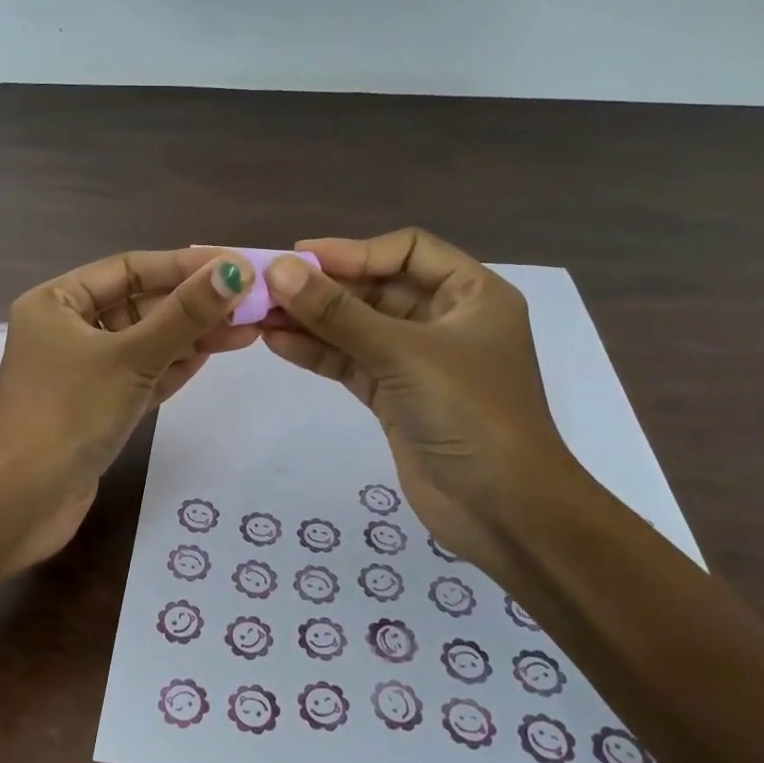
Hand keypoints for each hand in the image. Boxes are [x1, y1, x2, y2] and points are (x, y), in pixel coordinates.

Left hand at [0, 247, 257, 565]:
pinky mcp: (96, 406)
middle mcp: (65, 329)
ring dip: (190, 336)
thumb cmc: (71, 413)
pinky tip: (212, 357)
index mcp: (57, 302)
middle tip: (250, 304)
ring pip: (144, 342)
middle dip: (192, 305)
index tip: (236, 267)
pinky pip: (140, 375)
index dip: (184, 266)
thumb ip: (185, 315)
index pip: (129, 269)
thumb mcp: (131, 357)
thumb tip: (235, 270)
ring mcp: (81, 370)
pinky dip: (173, 367)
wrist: (24, 501)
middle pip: (139, 305)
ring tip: (246, 330)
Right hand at [260, 229, 580, 574]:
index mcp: (471, 294)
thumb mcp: (403, 354)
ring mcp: (419, 361)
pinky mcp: (396, 397)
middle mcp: (446, 320)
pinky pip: (352, 362)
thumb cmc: (469, 414)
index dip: (353, 250)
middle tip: (267, 287)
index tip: (300, 258)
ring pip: (358, 328)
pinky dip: (318, 353)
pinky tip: (278, 344)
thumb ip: (338, 313)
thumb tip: (278, 270)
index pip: (407, 251)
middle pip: (377, 288)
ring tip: (259, 316)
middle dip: (324, 288)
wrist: (504, 511)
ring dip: (312, 321)